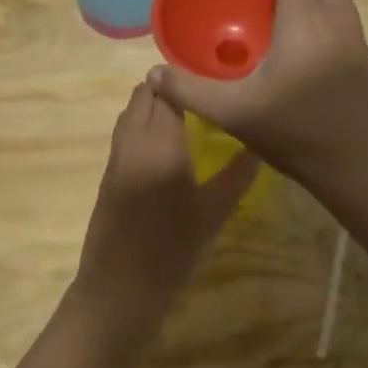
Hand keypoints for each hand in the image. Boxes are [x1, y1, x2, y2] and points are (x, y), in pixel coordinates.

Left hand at [76, 82, 260, 318]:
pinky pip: (125, 133)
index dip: (189, 81)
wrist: (119, 288)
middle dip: (169, 87)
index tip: (214, 79)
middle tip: (202, 93)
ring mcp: (116, 156)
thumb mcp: (212, 214)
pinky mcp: (108, 173)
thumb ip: (236, 176)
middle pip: (144, 96)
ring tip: (186, 111)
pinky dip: (142, 124)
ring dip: (152, 104)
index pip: (170, 93)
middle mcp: (134, 141)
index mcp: (161, 144)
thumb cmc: (171, 252)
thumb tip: (259, 146)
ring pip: (131, 113)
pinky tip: (166, 141)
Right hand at [148, 0, 367, 193]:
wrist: (367, 170)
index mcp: (306, 23)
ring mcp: (358, 40)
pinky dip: (327, 7)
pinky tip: (304, 39)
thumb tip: (153, 75)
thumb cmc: (298, 135)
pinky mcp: (367, 60)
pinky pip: (346, 15)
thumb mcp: (236, 114)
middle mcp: (337, 21)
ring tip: (287, 1)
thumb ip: (192, 91)